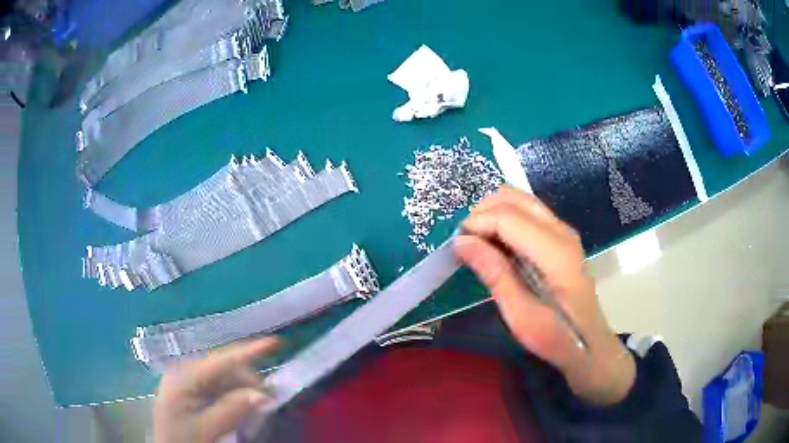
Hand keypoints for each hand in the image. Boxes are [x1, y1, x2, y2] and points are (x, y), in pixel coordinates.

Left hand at [153, 338, 277, 442]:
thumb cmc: (183, 439)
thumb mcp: (207, 428)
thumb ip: (233, 410)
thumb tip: (264, 394)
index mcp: (183, 377)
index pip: (220, 360)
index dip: (248, 351)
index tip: (275, 342)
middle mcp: (184, 371)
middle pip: (222, 367)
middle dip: (247, 378)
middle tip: (268, 398)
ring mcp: (186, 380)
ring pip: (222, 377)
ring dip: (241, 388)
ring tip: (255, 405)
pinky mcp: (190, 390)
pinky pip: (216, 386)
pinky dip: (232, 394)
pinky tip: (240, 405)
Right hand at [455, 187, 634, 404]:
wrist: (588, 343)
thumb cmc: (555, 336)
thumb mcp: (520, 314)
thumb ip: (494, 274)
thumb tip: (461, 241)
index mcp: (555, 251)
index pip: (508, 216)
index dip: (477, 223)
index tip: (456, 245)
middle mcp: (561, 230)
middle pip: (514, 198)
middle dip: (483, 212)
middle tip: (465, 241)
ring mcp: (563, 230)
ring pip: (520, 200)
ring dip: (493, 213)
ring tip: (478, 241)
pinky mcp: (560, 237)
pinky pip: (527, 212)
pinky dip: (505, 219)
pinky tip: (496, 244)